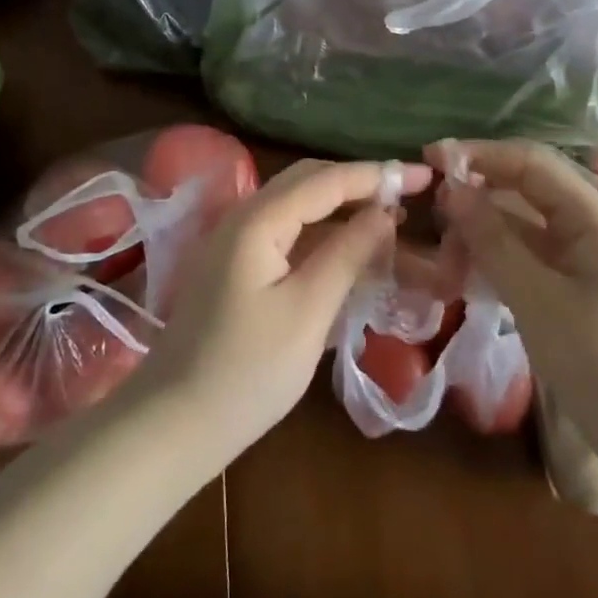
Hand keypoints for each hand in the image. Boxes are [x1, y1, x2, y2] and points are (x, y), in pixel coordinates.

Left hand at [132, 158, 432, 466]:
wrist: (173, 423)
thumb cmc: (246, 372)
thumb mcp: (307, 312)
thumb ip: (347, 254)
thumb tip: (384, 212)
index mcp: (258, 220)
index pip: (326, 180)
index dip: (377, 175)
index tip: (425, 176)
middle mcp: (244, 217)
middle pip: (309, 182)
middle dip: (360, 183)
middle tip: (409, 194)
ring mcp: (236, 241)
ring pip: (298, 207)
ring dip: (342, 208)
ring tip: (390, 220)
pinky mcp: (236, 266)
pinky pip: (287, 233)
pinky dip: (322, 235)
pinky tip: (350, 250)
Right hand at [429, 139, 597, 453]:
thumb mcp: (537, 299)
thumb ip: (492, 240)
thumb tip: (452, 190)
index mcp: (593, 214)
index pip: (528, 161)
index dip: (478, 154)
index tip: (430, 159)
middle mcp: (592, 223)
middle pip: (524, 189)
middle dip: (477, 198)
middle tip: (433, 219)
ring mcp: (587, 254)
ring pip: (523, 224)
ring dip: (483, 234)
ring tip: (445, 260)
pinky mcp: (580, 284)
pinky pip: (531, 255)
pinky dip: (499, 259)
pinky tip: (467, 277)